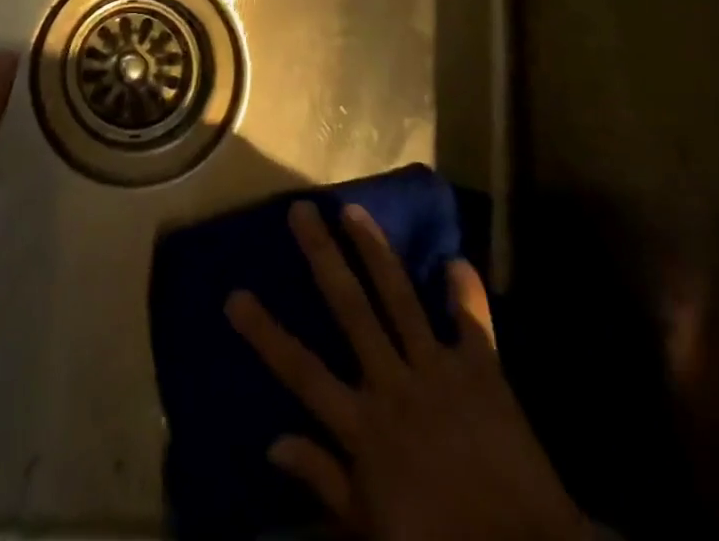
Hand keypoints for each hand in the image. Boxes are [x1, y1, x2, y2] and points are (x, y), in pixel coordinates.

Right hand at [227, 202, 586, 540]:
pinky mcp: (483, 373)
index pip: (302, 371)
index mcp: (365, 427)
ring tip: (353, 210)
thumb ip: (324, 480)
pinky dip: (465, 292)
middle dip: (323, 257)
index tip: (234, 295)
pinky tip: (456, 259)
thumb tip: (272, 442)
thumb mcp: (370, 529)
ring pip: (401, 299)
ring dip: (376, 251)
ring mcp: (440, 372)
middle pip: (351, 310)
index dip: (266, 333)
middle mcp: (395, 385)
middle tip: (301, 211)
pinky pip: (473, 324)